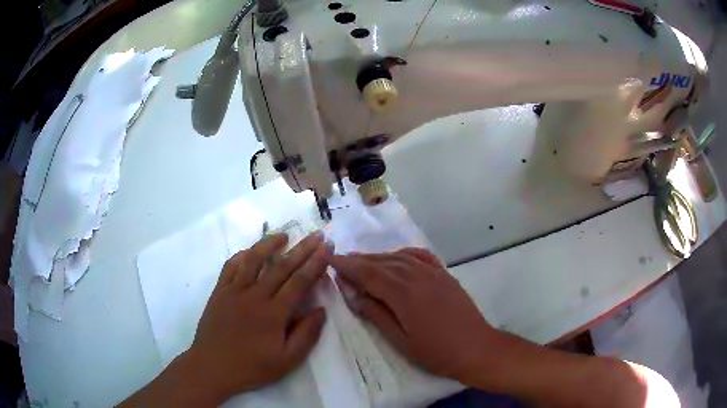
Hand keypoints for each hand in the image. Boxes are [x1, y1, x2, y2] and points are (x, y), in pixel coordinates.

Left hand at [189, 232, 330, 401]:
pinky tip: (249, 251)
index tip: (326, 248)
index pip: (299, 281)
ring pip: (253, 260)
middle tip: (315, 234)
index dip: (314, 263)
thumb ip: (306, 335)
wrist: (212, 367)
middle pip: (281, 266)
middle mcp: (255, 295)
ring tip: (283, 235)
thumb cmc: (252, 367)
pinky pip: (230, 267)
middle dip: (301, 249)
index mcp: (274, 313)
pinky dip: (241, 255)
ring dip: (269, 244)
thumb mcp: (287, 361)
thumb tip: (320, 310)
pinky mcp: (219, 292)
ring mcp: (234, 291)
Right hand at [331, 248, 499, 381]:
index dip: (347, 265)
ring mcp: (433, 272)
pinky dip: (403, 254)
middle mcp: (417, 275)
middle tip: (340, 260)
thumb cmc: (435, 351)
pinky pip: (419, 256)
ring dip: (377, 257)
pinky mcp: (444, 274)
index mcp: (404, 293)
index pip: (368, 273)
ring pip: (398, 258)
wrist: (476, 347)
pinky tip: (396, 258)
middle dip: (358, 260)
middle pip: (381, 262)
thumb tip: (352, 294)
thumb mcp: (400, 340)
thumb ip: (375, 314)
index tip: (330, 260)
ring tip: (361, 261)